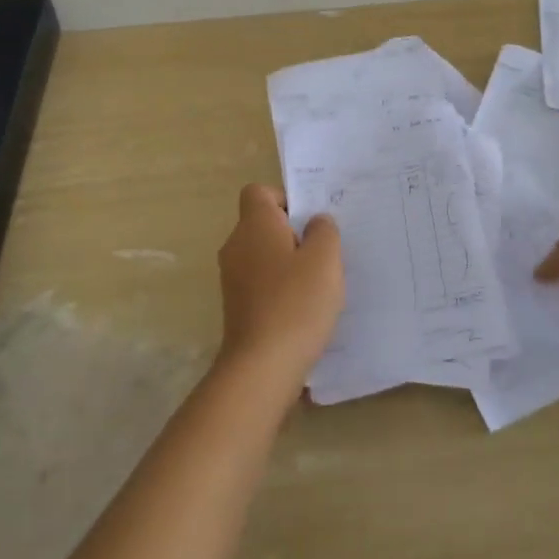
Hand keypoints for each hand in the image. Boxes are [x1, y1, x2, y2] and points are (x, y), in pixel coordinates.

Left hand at [215, 184, 344, 387]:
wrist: (262, 366)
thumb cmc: (296, 302)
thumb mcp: (325, 258)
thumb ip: (324, 230)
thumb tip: (315, 222)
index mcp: (254, 225)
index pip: (259, 192)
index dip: (285, 199)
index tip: (310, 220)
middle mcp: (236, 246)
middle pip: (263, 224)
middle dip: (293, 233)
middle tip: (324, 251)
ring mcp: (233, 278)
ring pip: (263, 255)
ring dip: (288, 262)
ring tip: (319, 282)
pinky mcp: (237, 306)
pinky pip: (261, 282)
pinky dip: (280, 287)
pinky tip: (304, 307)